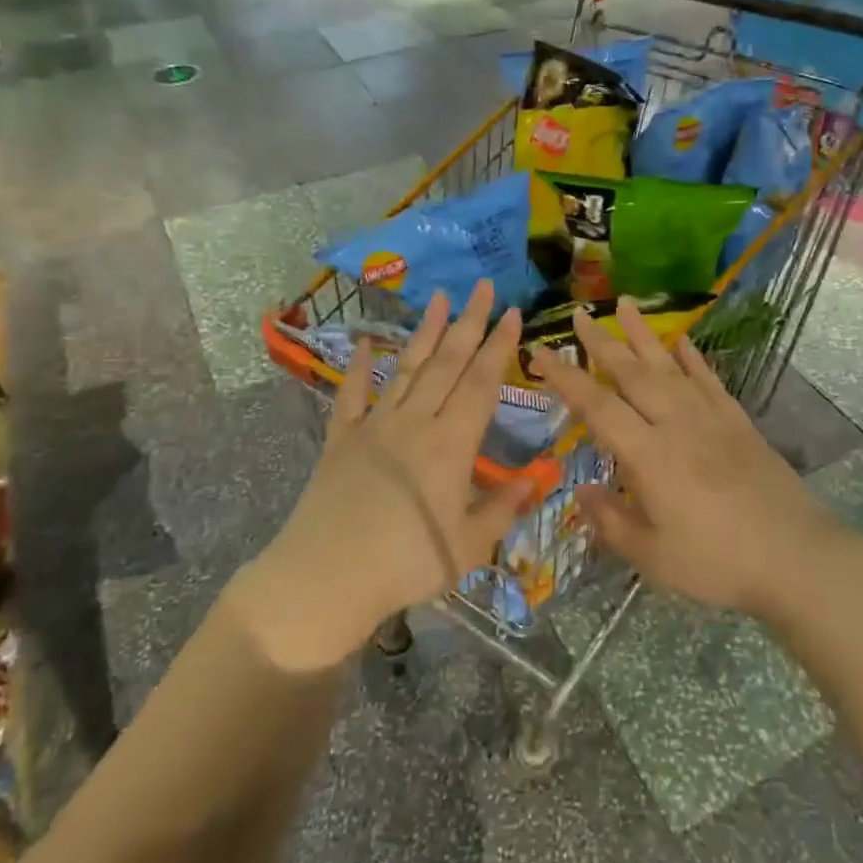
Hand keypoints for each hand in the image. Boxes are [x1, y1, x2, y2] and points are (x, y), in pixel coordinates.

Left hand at [231, 282, 528, 670]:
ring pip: (406, 368)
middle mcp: (415, 421)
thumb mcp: (469, 545)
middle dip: (470, 322)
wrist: (326, 576)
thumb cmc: (407, 564)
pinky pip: (351, 395)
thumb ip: (503, 508)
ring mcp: (374, 426)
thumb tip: (535, 481)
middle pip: (447, 362)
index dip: (500, 346)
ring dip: (426, 332)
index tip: (513, 313)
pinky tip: (361, 343)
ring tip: (441, 298)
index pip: (482, 382)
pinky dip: (357, 368)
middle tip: (484, 287)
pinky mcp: (341, 439)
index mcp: (452, 443)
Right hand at [530, 297, 839, 615]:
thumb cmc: (716, 562)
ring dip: (643, 335)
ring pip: (669, 366)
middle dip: (601, 342)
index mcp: (649, 455)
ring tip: (625, 305)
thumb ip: (611, 521)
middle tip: (580, 313)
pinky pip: (708, 379)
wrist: (795, 557)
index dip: (565, 378)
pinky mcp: (738, 422)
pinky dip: (692, 357)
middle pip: (632, 373)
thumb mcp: (652, 557)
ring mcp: (711, 418)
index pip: (597, 406)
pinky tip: (681, 341)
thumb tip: (581, 492)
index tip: (540, 352)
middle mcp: (676, 424)